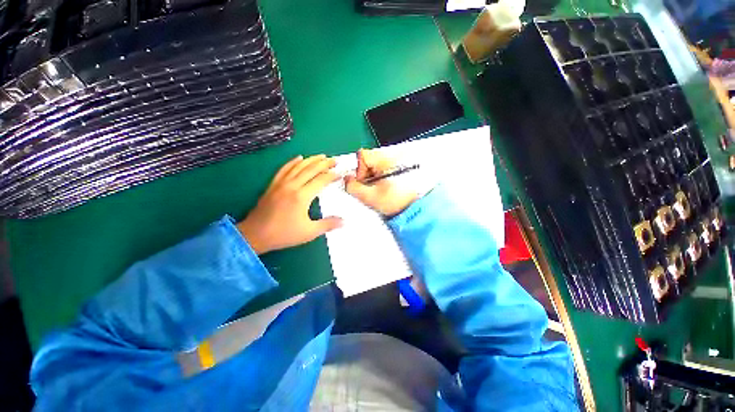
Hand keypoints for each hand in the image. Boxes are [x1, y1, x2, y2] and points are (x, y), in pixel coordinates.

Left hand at [237, 155, 342, 254]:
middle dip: (324, 163)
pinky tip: (299, 157)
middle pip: (311, 169)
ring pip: (298, 166)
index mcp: (302, 196)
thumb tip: (344, 222)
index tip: (341, 174)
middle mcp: (292, 186)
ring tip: (322, 156)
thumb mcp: (309, 232)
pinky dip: (293, 162)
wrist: (254, 235)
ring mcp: (281, 184)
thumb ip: (327, 224)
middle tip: (335, 160)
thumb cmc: (283, 234)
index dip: (332, 176)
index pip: (321, 180)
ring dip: (311, 160)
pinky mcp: (273, 185)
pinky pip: (284, 169)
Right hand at [344, 149, 418, 216]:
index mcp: (385, 160)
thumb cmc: (399, 202)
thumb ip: (353, 187)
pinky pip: (382, 171)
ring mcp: (397, 162)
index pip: (362, 156)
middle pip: (368, 161)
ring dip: (372, 179)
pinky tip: (384, 189)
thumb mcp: (371, 197)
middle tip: (370, 189)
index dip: (358, 170)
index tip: (362, 182)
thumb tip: (347, 180)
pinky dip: (380, 179)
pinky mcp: (399, 169)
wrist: (416, 209)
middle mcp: (392, 157)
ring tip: (379, 191)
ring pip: (374, 167)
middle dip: (365, 176)